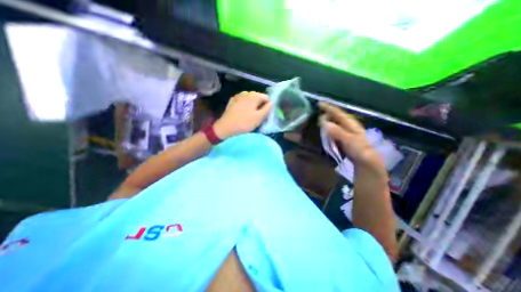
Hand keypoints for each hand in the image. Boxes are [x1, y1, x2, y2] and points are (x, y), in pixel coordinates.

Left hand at [215, 92, 272, 138]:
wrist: (226, 127)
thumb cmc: (244, 123)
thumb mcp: (259, 118)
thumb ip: (267, 109)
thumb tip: (271, 103)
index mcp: (254, 96)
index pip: (267, 98)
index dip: (268, 106)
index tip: (265, 115)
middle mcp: (246, 93)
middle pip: (258, 97)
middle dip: (260, 105)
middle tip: (258, 116)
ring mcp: (238, 96)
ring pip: (250, 99)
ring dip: (252, 105)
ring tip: (250, 115)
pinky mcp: (232, 101)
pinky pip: (242, 101)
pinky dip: (245, 105)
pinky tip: (243, 112)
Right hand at [318, 101, 380, 166]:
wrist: (365, 161)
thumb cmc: (359, 149)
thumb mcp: (349, 140)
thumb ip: (337, 131)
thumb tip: (324, 123)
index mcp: (350, 123)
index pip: (337, 112)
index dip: (328, 107)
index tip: (319, 103)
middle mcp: (347, 125)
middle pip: (335, 116)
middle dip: (326, 112)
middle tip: (316, 110)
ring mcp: (345, 131)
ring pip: (334, 122)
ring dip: (326, 119)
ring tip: (317, 117)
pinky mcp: (342, 137)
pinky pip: (333, 129)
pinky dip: (327, 127)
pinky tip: (323, 129)